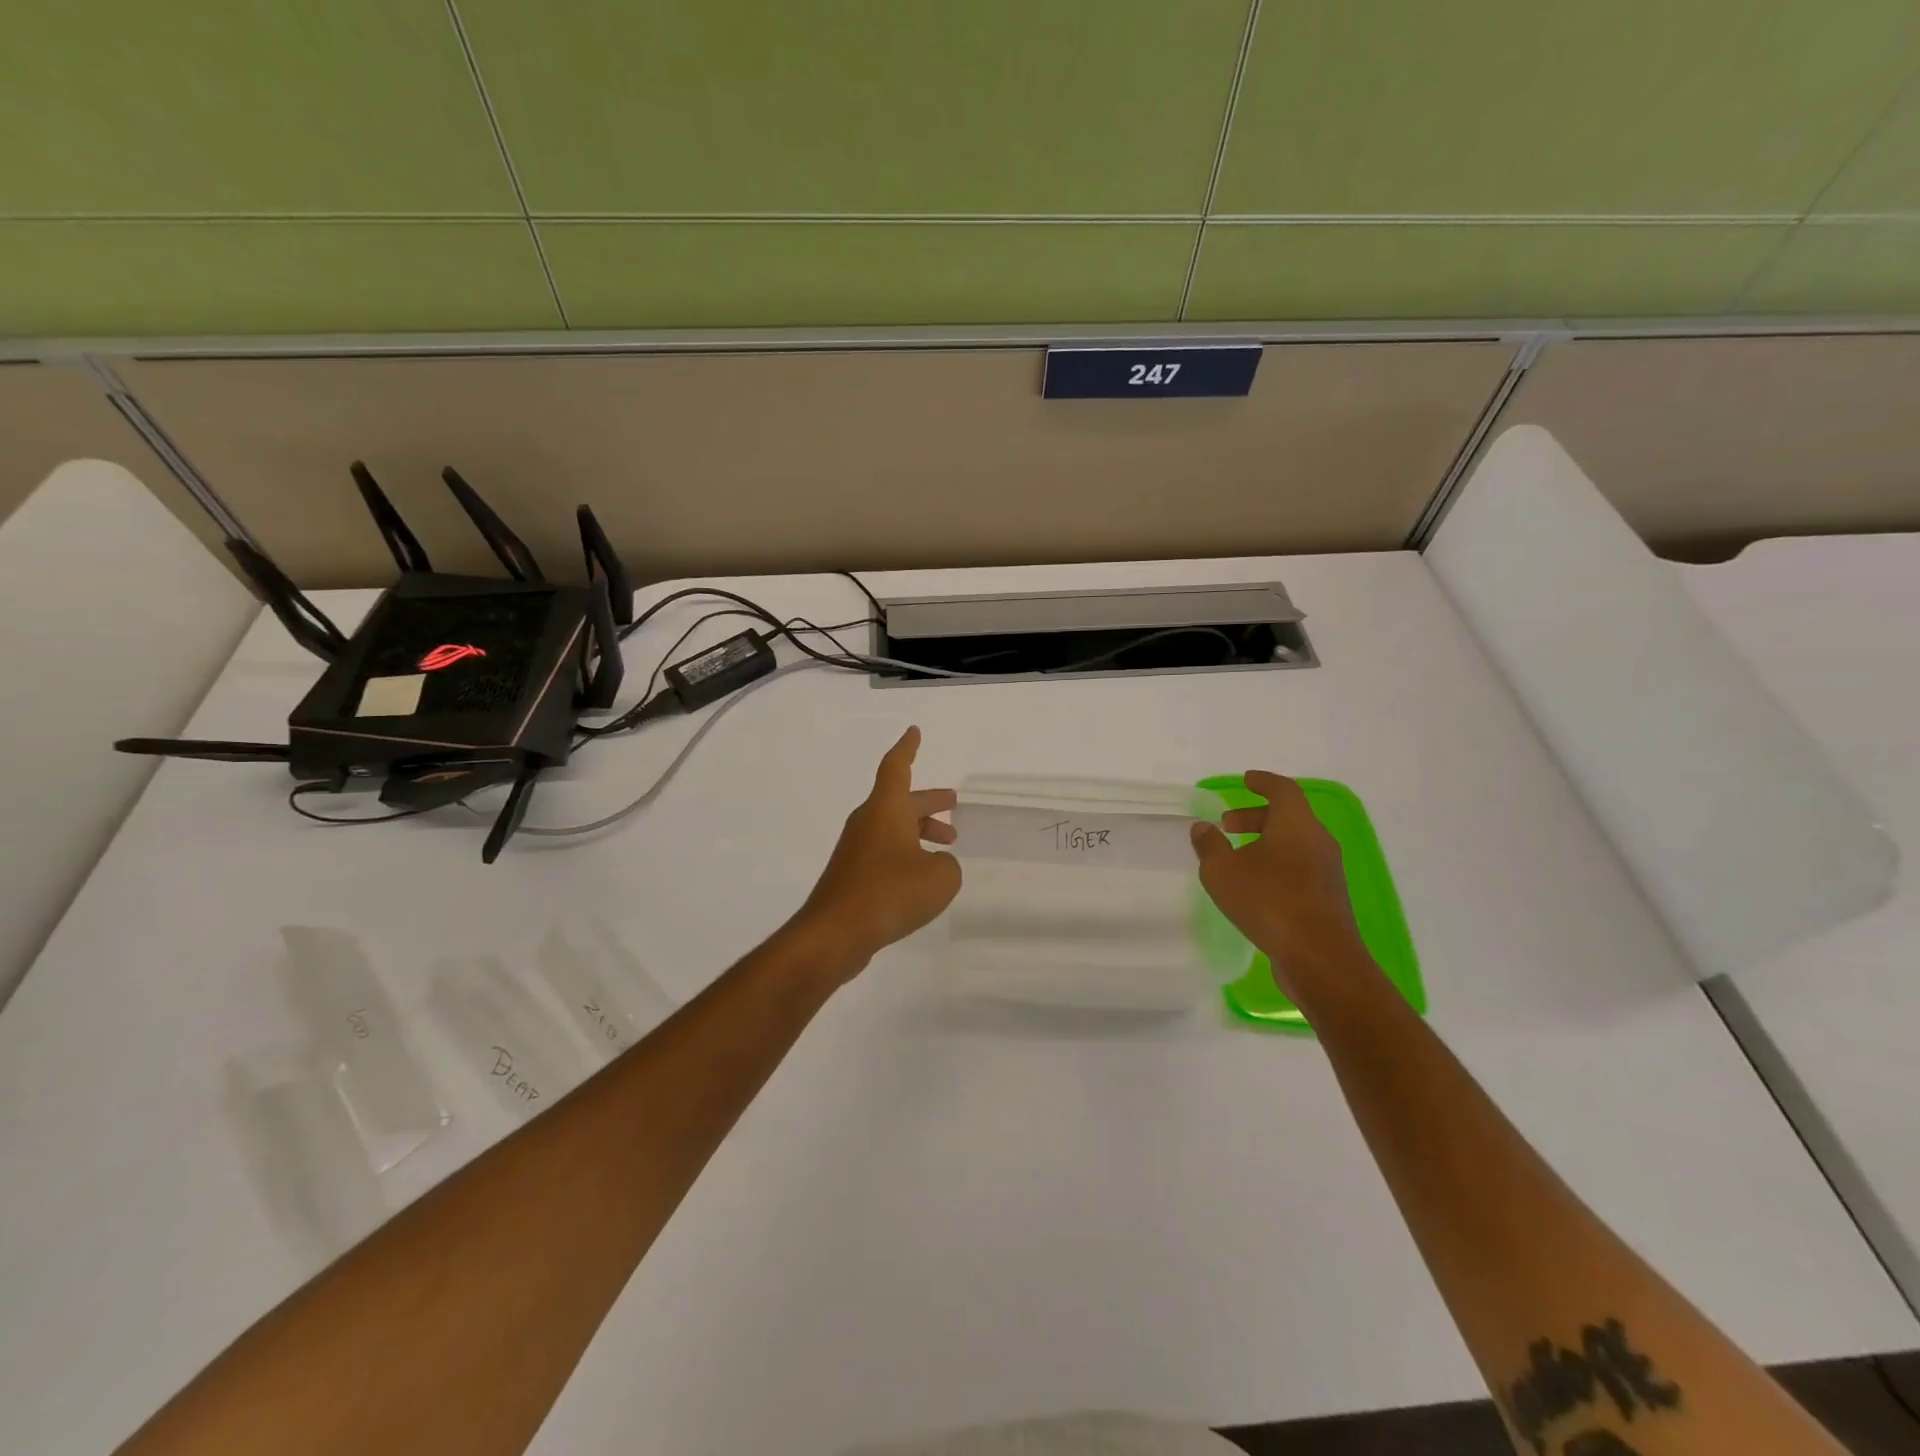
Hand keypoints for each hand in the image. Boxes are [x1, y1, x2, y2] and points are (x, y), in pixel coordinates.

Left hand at [793, 726, 960, 973]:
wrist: (836, 933)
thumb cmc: (890, 893)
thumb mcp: (940, 878)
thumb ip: (947, 865)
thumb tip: (935, 865)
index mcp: (886, 809)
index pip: (897, 767)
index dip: (908, 748)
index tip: (914, 732)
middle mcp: (868, 822)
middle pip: (901, 801)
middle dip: (928, 802)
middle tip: (953, 802)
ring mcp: (856, 850)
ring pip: (893, 828)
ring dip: (920, 831)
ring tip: (948, 845)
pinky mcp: (851, 876)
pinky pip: (884, 853)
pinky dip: (906, 855)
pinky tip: (922, 878)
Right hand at [1189, 770, 1374, 1002]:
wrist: (1319, 957)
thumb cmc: (1269, 901)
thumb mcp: (1223, 871)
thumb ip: (1209, 845)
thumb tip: (1203, 827)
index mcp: (1297, 824)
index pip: (1282, 789)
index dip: (1262, 782)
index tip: (1245, 780)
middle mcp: (1318, 841)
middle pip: (1288, 816)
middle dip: (1256, 815)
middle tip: (1227, 824)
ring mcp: (1327, 871)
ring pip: (1294, 843)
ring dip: (1265, 842)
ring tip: (1236, 857)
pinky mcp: (1327, 898)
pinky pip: (1299, 867)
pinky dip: (1276, 864)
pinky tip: (1254, 885)